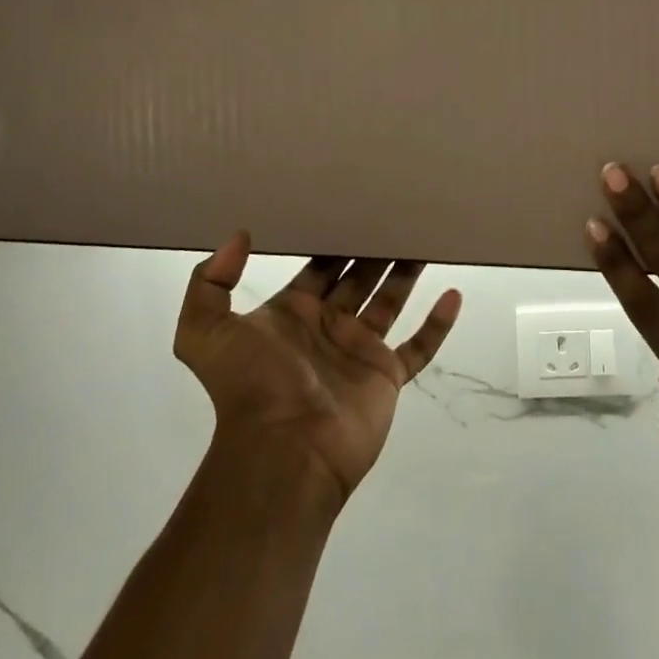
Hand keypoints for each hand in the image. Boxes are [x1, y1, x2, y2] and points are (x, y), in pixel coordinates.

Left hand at [174, 233, 461, 501]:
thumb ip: (209, 282)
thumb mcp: (204, 332)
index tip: (353, 205)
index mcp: (292, 314)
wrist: (283, 453)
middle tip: (396, 213)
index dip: (333, 239)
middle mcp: (328, 327)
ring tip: (425, 238)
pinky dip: (437, 325)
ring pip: (390, 301)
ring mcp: (359, 352)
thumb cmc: (250, 387)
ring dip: (406, 272)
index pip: (318, 267)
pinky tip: (454, 295)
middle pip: (357, 277)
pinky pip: (419, 347)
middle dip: (374, 248)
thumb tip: (237, 236)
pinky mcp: (386, 376)